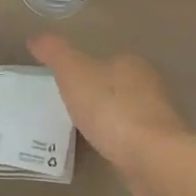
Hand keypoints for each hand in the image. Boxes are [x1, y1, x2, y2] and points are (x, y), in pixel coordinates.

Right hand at [27, 35, 194, 192]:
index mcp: (131, 63)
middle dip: (98, 95)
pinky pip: (133, 139)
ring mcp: (158, 118)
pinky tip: (105, 152)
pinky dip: (119, 142)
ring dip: (110, 120)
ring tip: (83, 133)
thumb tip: (35, 37)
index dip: (86, 70)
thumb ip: (56, 53)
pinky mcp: (160, 147)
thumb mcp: (74, 73)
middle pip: (119, 85)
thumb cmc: (111, 109)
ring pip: (127, 113)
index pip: (107, 60)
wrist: (152, 158)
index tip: (67, 84)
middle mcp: (149, 85)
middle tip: (71, 109)